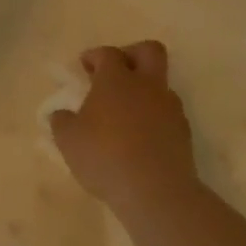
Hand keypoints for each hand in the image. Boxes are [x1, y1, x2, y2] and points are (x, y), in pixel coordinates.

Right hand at [49, 42, 196, 211]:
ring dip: (143, 91)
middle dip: (132, 54)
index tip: (83, 69)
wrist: (157, 193)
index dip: (94, 56)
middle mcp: (147, 86)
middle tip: (115, 73)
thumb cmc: (104, 156)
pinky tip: (138, 138)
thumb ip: (62, 120)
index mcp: (116, 80)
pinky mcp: (184, 135)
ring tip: (124, 114)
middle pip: (149, 51)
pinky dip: (153, 118)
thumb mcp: (67, 138)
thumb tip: (63, 115)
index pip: (108, 53)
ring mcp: (170, 110)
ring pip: (160, 85)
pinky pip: (167, 114)